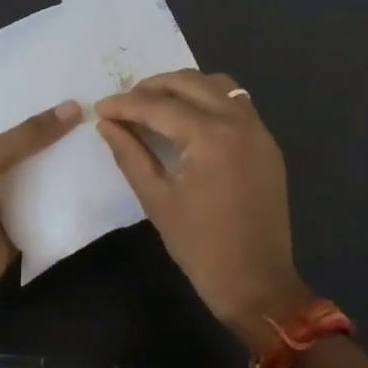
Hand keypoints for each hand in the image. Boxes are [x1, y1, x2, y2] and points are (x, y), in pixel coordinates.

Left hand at [0, 100, 80, 312]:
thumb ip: (30, 134)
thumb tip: (74, 107)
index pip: (3, 118)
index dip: (31, 104)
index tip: (67, 86)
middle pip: (27, 147)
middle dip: (56, 132)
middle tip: (96, 107)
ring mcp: (6, 200)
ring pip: (42, 176)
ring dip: (67, 162)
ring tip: (105, 133)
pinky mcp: (23, 227)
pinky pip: (51, 207)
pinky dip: (70, 196)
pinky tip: (101, 174)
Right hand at [96, 71, 311, 349]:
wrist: (258, 285)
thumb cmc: (202, 248)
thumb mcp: (157, 200)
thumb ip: (130, 154)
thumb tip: (106, 123)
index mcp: (211, 137)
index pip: (159, 106)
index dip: (125, 104)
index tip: (100, 108)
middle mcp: (238, 122)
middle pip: (190, 82)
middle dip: (153, 87)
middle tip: (125, 102)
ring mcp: (258, 130)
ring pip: (217, 85)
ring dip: (184, 87)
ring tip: (155, 104)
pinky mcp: (267, 143)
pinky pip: (236, 103)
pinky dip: (209, 99)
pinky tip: (189, 118)